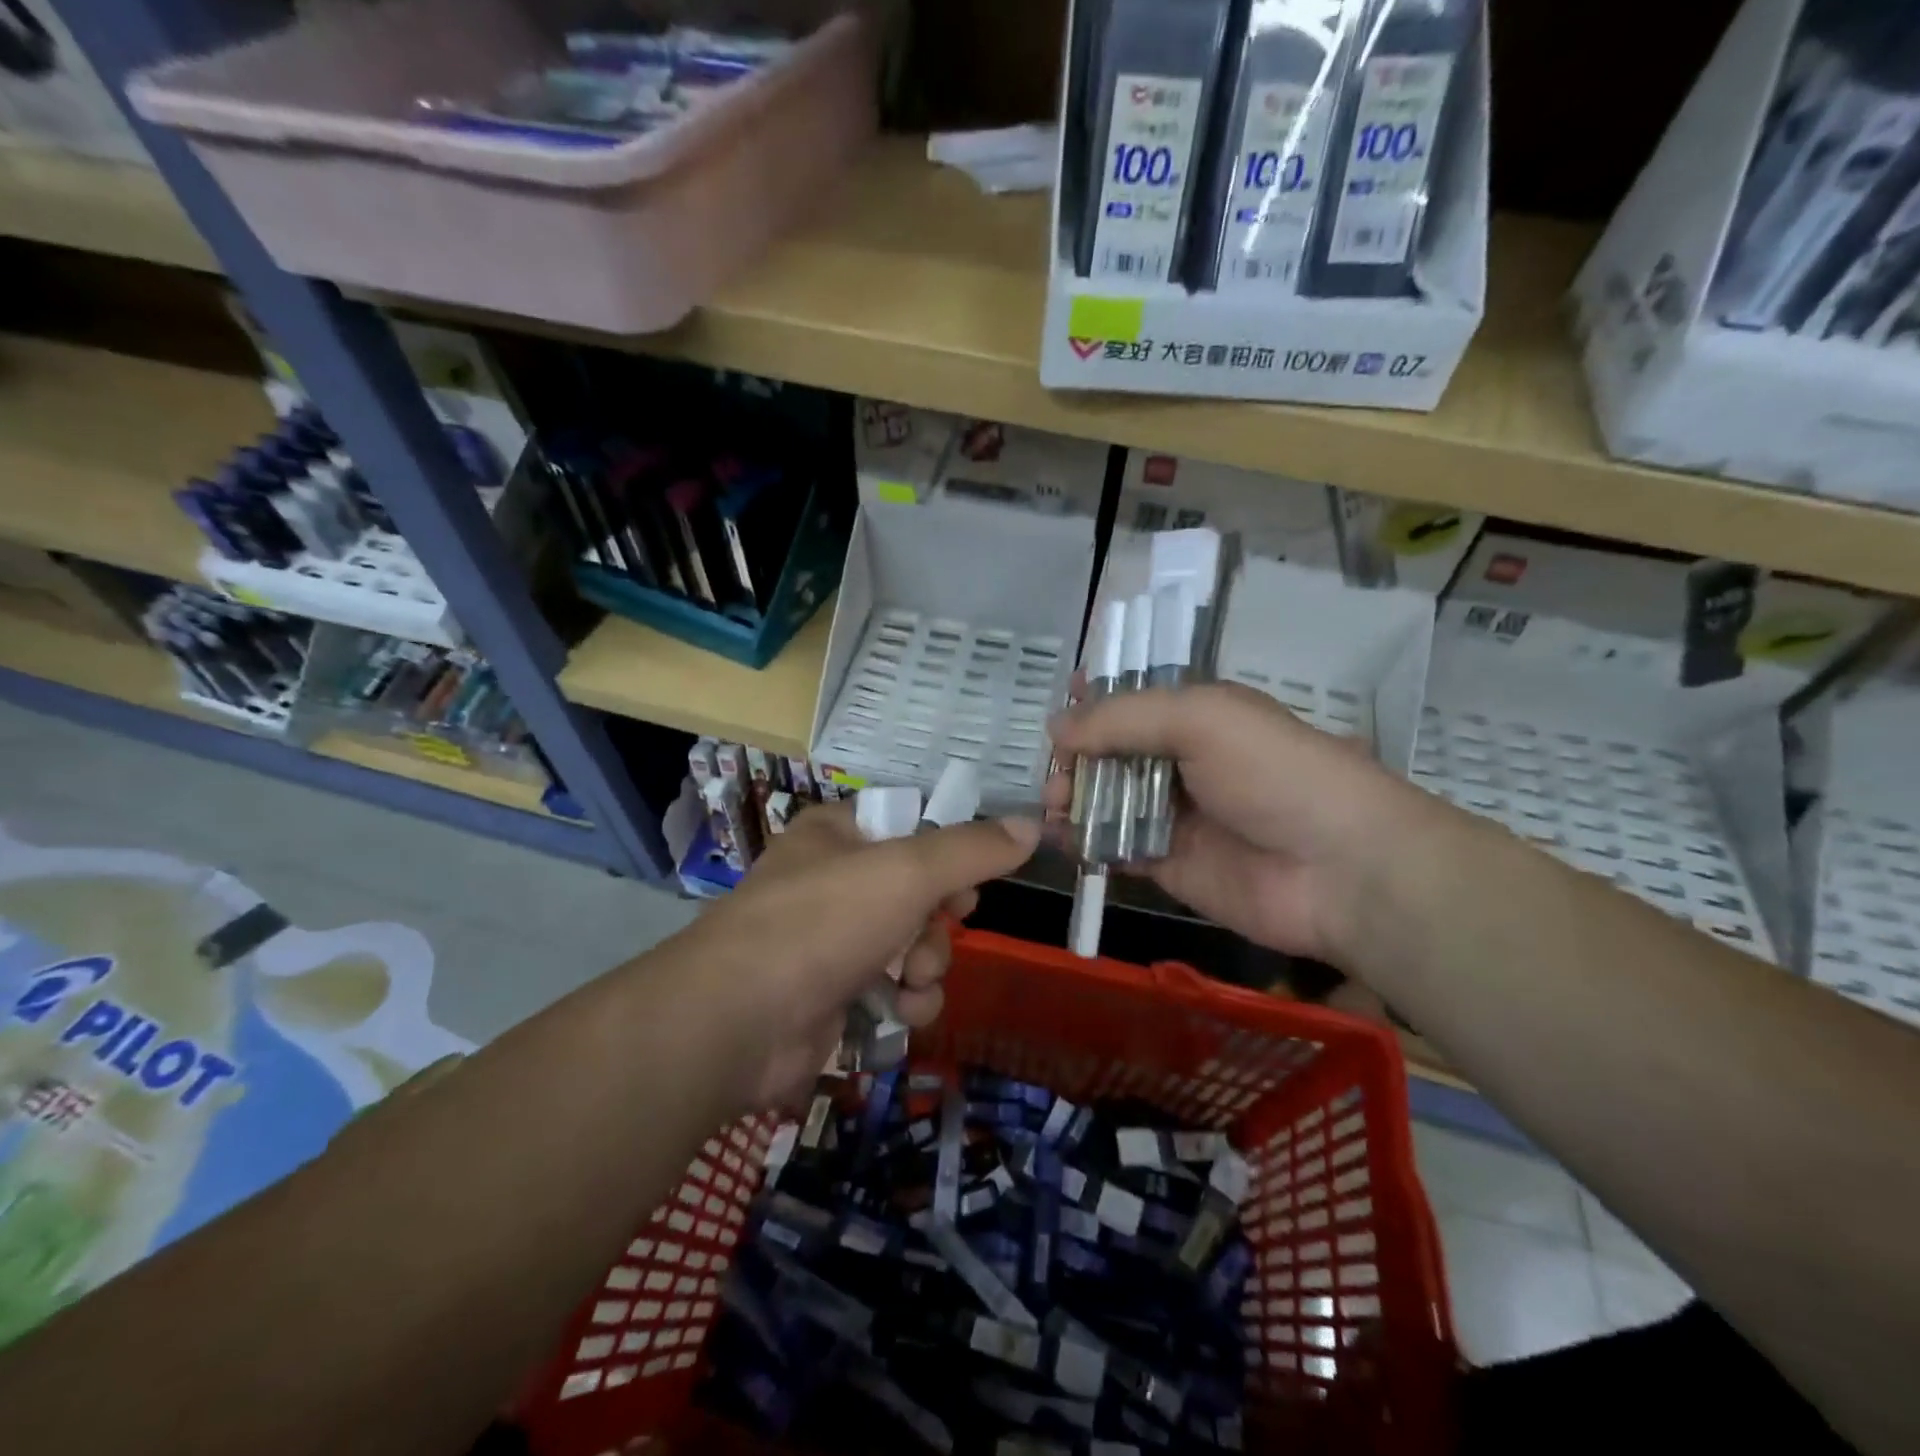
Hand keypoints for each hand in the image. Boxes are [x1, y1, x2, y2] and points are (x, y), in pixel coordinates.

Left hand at [679, 801, 1039, 1110]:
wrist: (738, 1021)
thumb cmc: (824, 922)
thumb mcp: (908, 871)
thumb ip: (973, 850)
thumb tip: (1033, 824)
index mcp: (837, 834)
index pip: (911, 830)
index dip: (948, 856)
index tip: (968, 883)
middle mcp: (831, 881)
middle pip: (918, 893)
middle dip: (938, 923)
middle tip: (937, 933)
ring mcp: (828, 942)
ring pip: (911, 946)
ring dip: (927, 966)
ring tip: (912, 979)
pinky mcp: (830, 997)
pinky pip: (891, 991)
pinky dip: (905, 1002)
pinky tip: (901, 1013)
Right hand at [1046, 682, 1418, 963]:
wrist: (1339, 869)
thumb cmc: (1274, 774)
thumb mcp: (1201, 719)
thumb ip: (1123, 718)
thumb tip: (1057, 726)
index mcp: (1197, 716)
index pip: (1134, 698)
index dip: (1095, 697)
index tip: (1059, 702)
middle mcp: (1182, 760)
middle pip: (1112, 750)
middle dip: (1077, 755)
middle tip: (1057, 773)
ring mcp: (1174, 815)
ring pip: (1107, 798)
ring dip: (1074, 797)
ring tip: (1054, 804)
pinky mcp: (1167, 864)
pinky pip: (1114, 847)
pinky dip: (1084, 841)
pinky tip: (1059, 837)